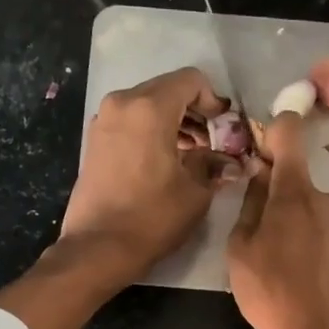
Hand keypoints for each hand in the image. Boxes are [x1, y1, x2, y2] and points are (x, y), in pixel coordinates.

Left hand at [61, 67, 228, 280]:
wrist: (98, 248)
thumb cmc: (152, 218)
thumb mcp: (195, 192)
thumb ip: (215, 165)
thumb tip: (233, 161)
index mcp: (149, 108)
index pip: (190, 80)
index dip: (213, 100)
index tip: (224, 127)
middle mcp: (122, 103)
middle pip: (167, 90)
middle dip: (193, 111)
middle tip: (212, 141)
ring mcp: (103, 120)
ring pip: (147, 105)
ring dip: (173, 121)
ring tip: (192, 154)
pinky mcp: (95, 141)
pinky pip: (130, 122)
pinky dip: (151, 131)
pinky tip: (165, 161)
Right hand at [227, 113, 328, 328]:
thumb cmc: (272, 295)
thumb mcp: (240, 251)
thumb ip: (250, 205)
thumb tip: (259, 177)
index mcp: (296, 192)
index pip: (290, 132)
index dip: (272, 134)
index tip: (259, 155)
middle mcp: (328, 199)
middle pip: (297, 182)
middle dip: (277, 197)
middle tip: (259, 237)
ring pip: (312, 211)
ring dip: (295, 225)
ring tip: (282, 266)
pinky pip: (327, 234)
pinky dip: (313, 245)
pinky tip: (304, 278)